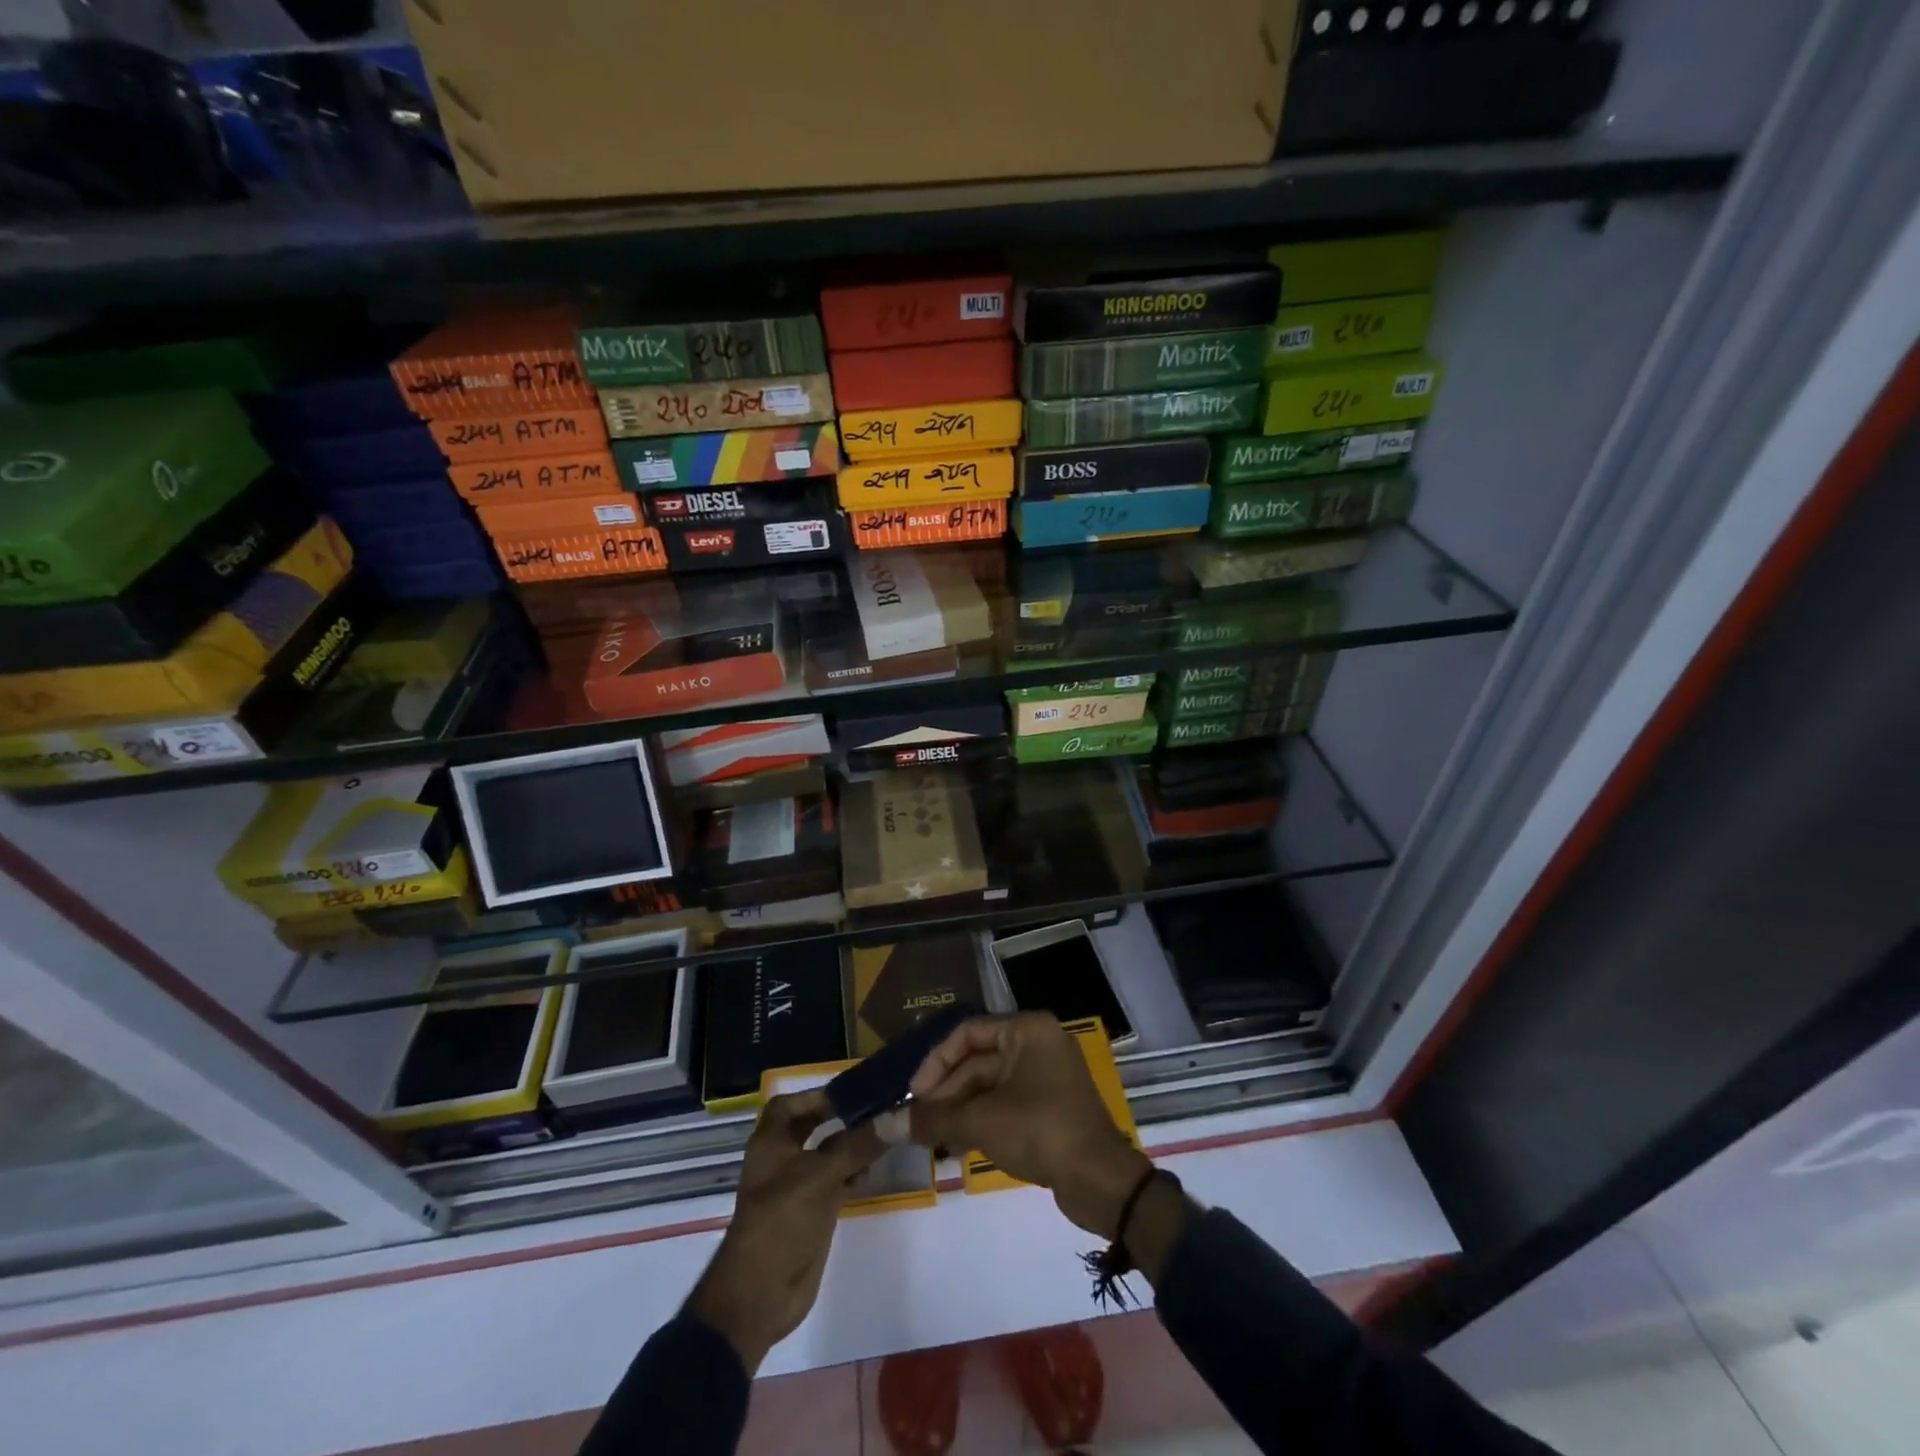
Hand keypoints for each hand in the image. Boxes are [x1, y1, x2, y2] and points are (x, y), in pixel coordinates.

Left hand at [685, 1091, 883, 1372]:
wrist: (760, 1296)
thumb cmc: (779, 1222)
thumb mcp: (818, 1177)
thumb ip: (855, 1146)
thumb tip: (893, 1117)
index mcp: (771, 1143)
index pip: (790, 1104)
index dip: (817, 1095)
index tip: (852, 1090)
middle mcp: (783, 1159)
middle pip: (814, 1127)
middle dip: (841, 1117)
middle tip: (877, 1106)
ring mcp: (799, 1187)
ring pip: (829, 1154)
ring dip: (853, 1144)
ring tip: (886, 1132)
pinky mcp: (814, 1212)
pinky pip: (838, 1180)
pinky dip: (855, 1171)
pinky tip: (877, 1166)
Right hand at [908, 1013, 1151, 1238]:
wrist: (1100, 1180)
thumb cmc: (1040, 1130)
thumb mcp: (981, 1121)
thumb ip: (934, 1118)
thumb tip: (885, 1124)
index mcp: (1027, 1030)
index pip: (967, 1033)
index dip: (936, 1063)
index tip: (914, 1096)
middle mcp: (1037, 1043)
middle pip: (977, 1060)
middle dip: (946, 1093)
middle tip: (918, 1124)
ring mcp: (1046, 1074)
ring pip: (989, 1085)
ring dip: (959, 1110)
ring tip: (932, 1140)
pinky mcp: (1049, 1104)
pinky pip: (1005, 1102)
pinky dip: (981, 1120)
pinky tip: (957, 1147)